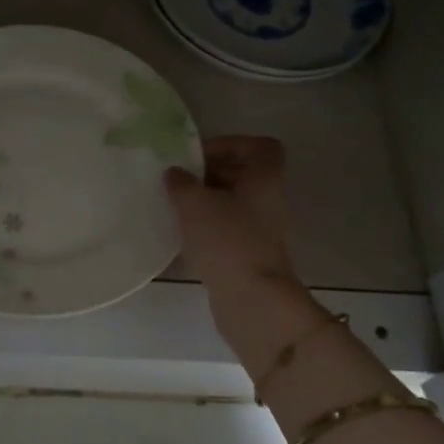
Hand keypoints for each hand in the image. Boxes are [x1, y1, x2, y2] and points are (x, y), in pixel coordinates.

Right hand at [165, 136, 295, 290]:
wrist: (252, 299)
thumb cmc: (227, 240)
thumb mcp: (195, 204)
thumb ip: (181, 183)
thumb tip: (175, 173)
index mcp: (264, 179)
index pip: (260, 147)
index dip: (231, 144)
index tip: (200, 156)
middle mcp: (268, 201)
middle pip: (243, 174)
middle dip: (209, 174)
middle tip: (179, 181)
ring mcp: (261, 230)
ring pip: (233, 204)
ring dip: (205, 202)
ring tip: (175, 207)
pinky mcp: (250, 255)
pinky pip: (228, 229)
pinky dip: (207, 227)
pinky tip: (182, 235)